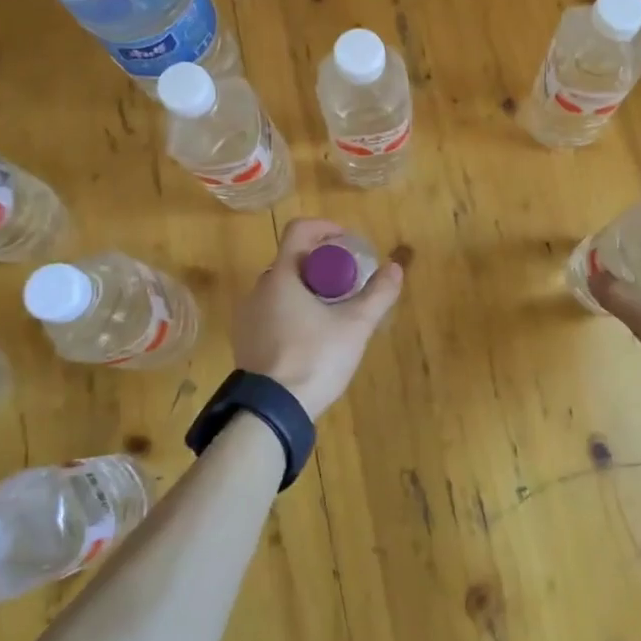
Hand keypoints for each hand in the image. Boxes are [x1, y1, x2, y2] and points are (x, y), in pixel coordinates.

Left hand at [232, 218, 403, 420]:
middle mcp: (258, 289)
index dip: (325, 228)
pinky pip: (271, 312)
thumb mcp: (355, 326)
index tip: (347, 241)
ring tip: (332, 311)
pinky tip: (311, 337)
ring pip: (281, 288)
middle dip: (321, 263)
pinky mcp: (245, 341)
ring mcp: (247, 316)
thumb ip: (378, 294)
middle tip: (347, 281)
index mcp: (281, 277)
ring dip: (307, 289)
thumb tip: (395, 267)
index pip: (299, 230)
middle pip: (292, 260)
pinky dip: (292, 311)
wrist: (271, 412)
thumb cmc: (314, 359)